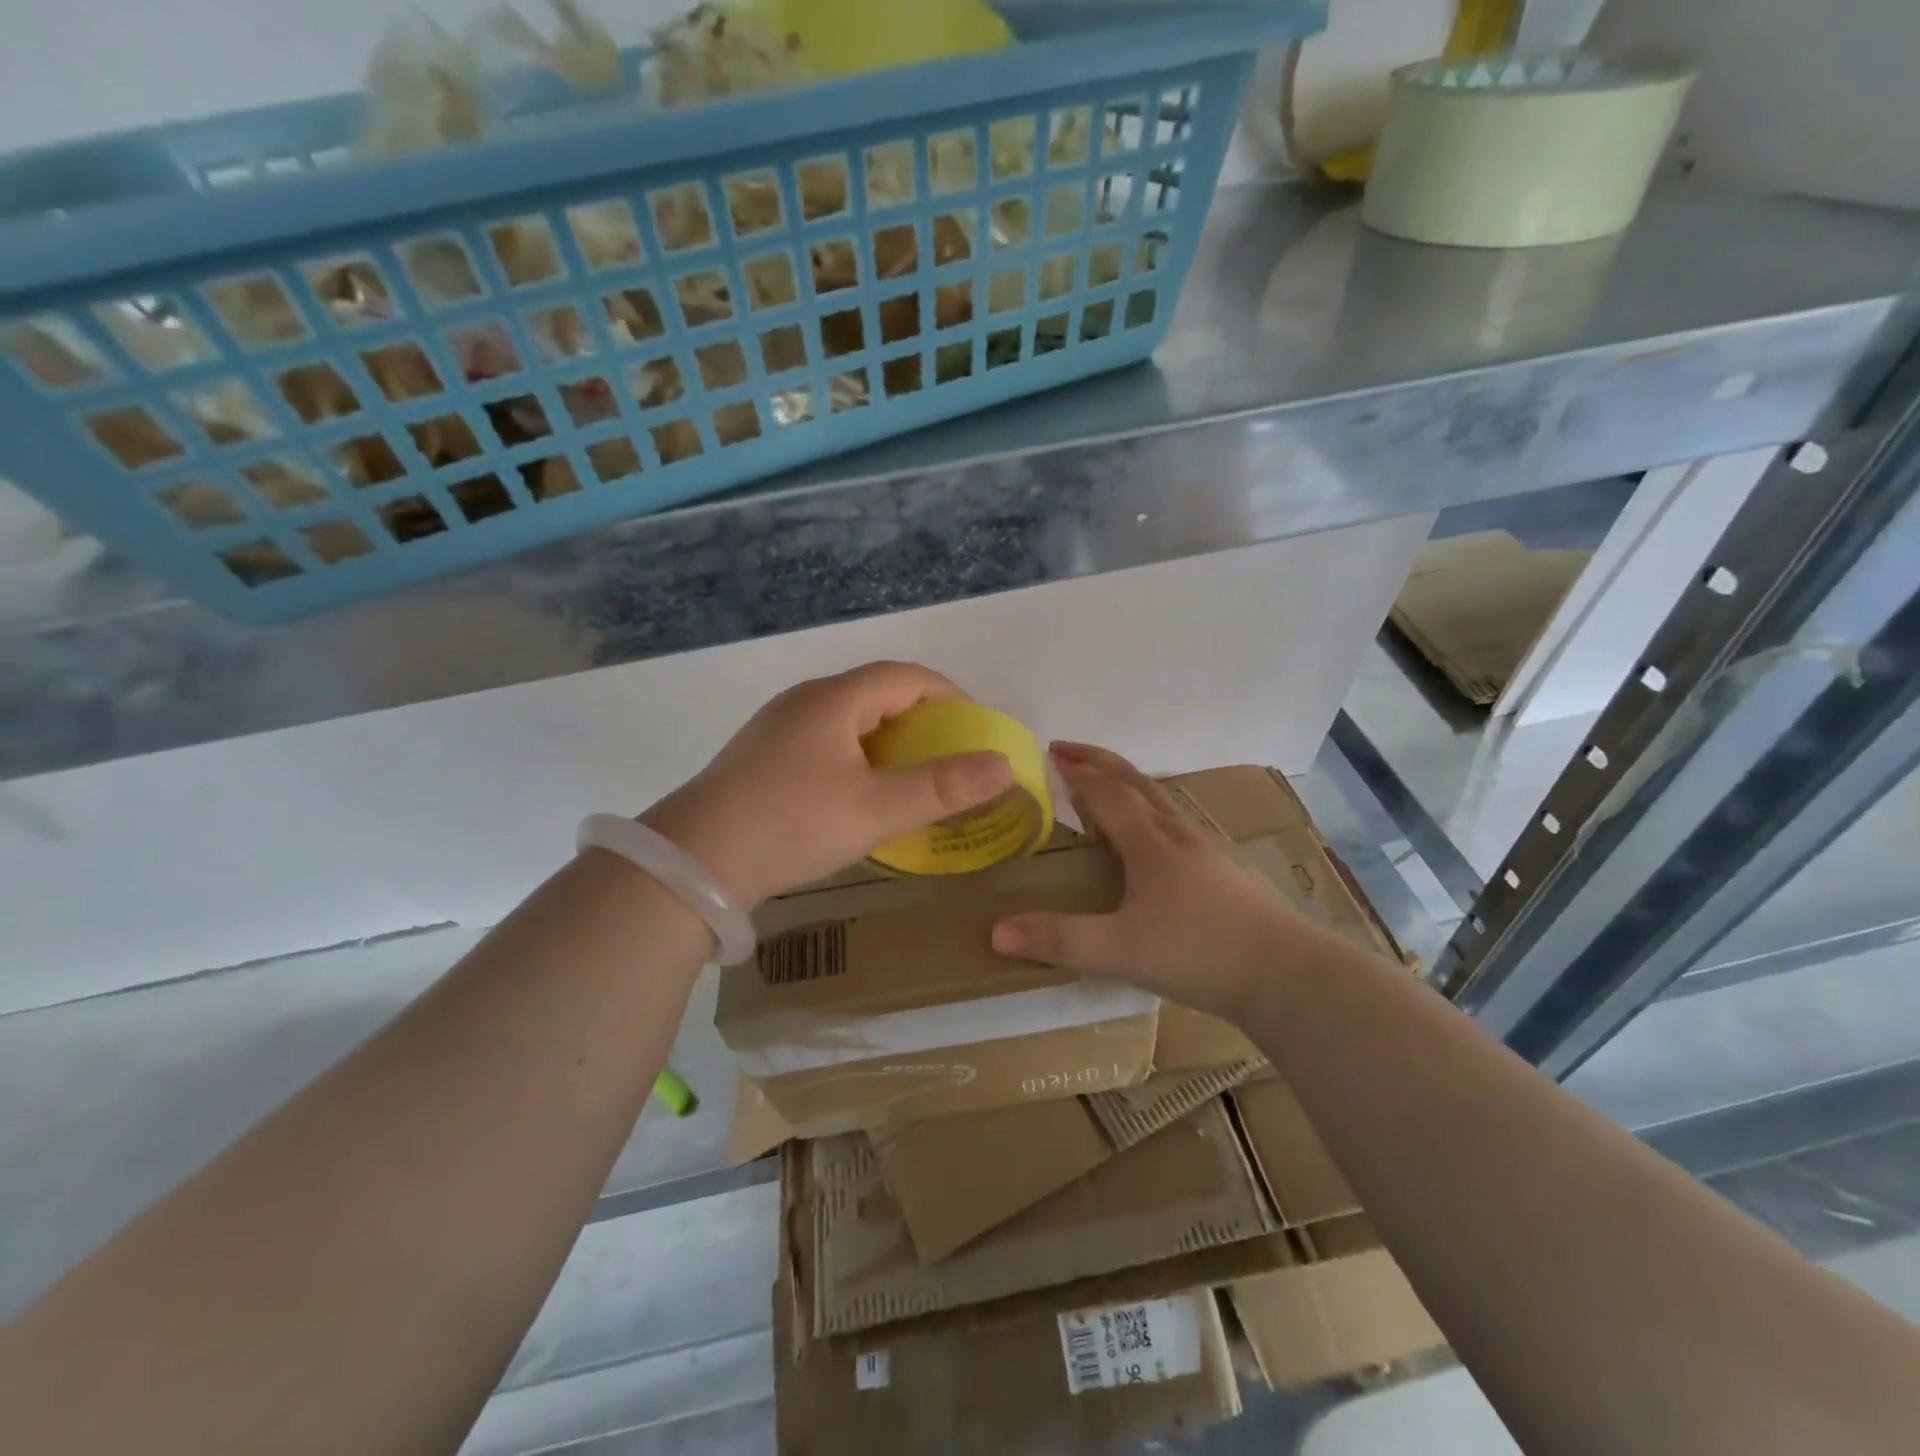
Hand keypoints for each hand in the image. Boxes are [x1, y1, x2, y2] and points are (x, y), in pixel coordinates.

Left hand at [639, 661, 1013, 907]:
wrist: (693, 862)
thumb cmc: (792, 824)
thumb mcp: (876, 809)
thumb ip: (943, 787)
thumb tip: (1003, 765)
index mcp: (835, 699)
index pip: (907, 677)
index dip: (950, 697)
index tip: (976, 731)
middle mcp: (805, 701)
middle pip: (878, 693)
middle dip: (922, 721)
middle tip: (950, 759)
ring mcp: (778, 727)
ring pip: (850, 720)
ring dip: (888, 741)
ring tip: (912, 779)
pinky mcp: (762, 756)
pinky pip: (825, 741)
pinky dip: (858, 757)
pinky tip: (859, 794)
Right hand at [991, 743, 1318, 1021]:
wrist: (1289, 976)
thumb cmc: (1200, 952)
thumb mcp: (1119, 951)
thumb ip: (1059, 939)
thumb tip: (996, 931)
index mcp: (1150, 843)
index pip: (1106, 794)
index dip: (1076, 773)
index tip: (1049, 755)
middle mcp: (1177, 835)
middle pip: (1135, 782)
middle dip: (1098, 762)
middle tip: (1066, 750)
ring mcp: (1206, 851)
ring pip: (1160, 801)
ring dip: (1126, 783)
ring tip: (1102, 787)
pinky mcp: (1224, 873)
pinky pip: (1175, 824)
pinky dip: (1149, 811)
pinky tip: (1152, 839)